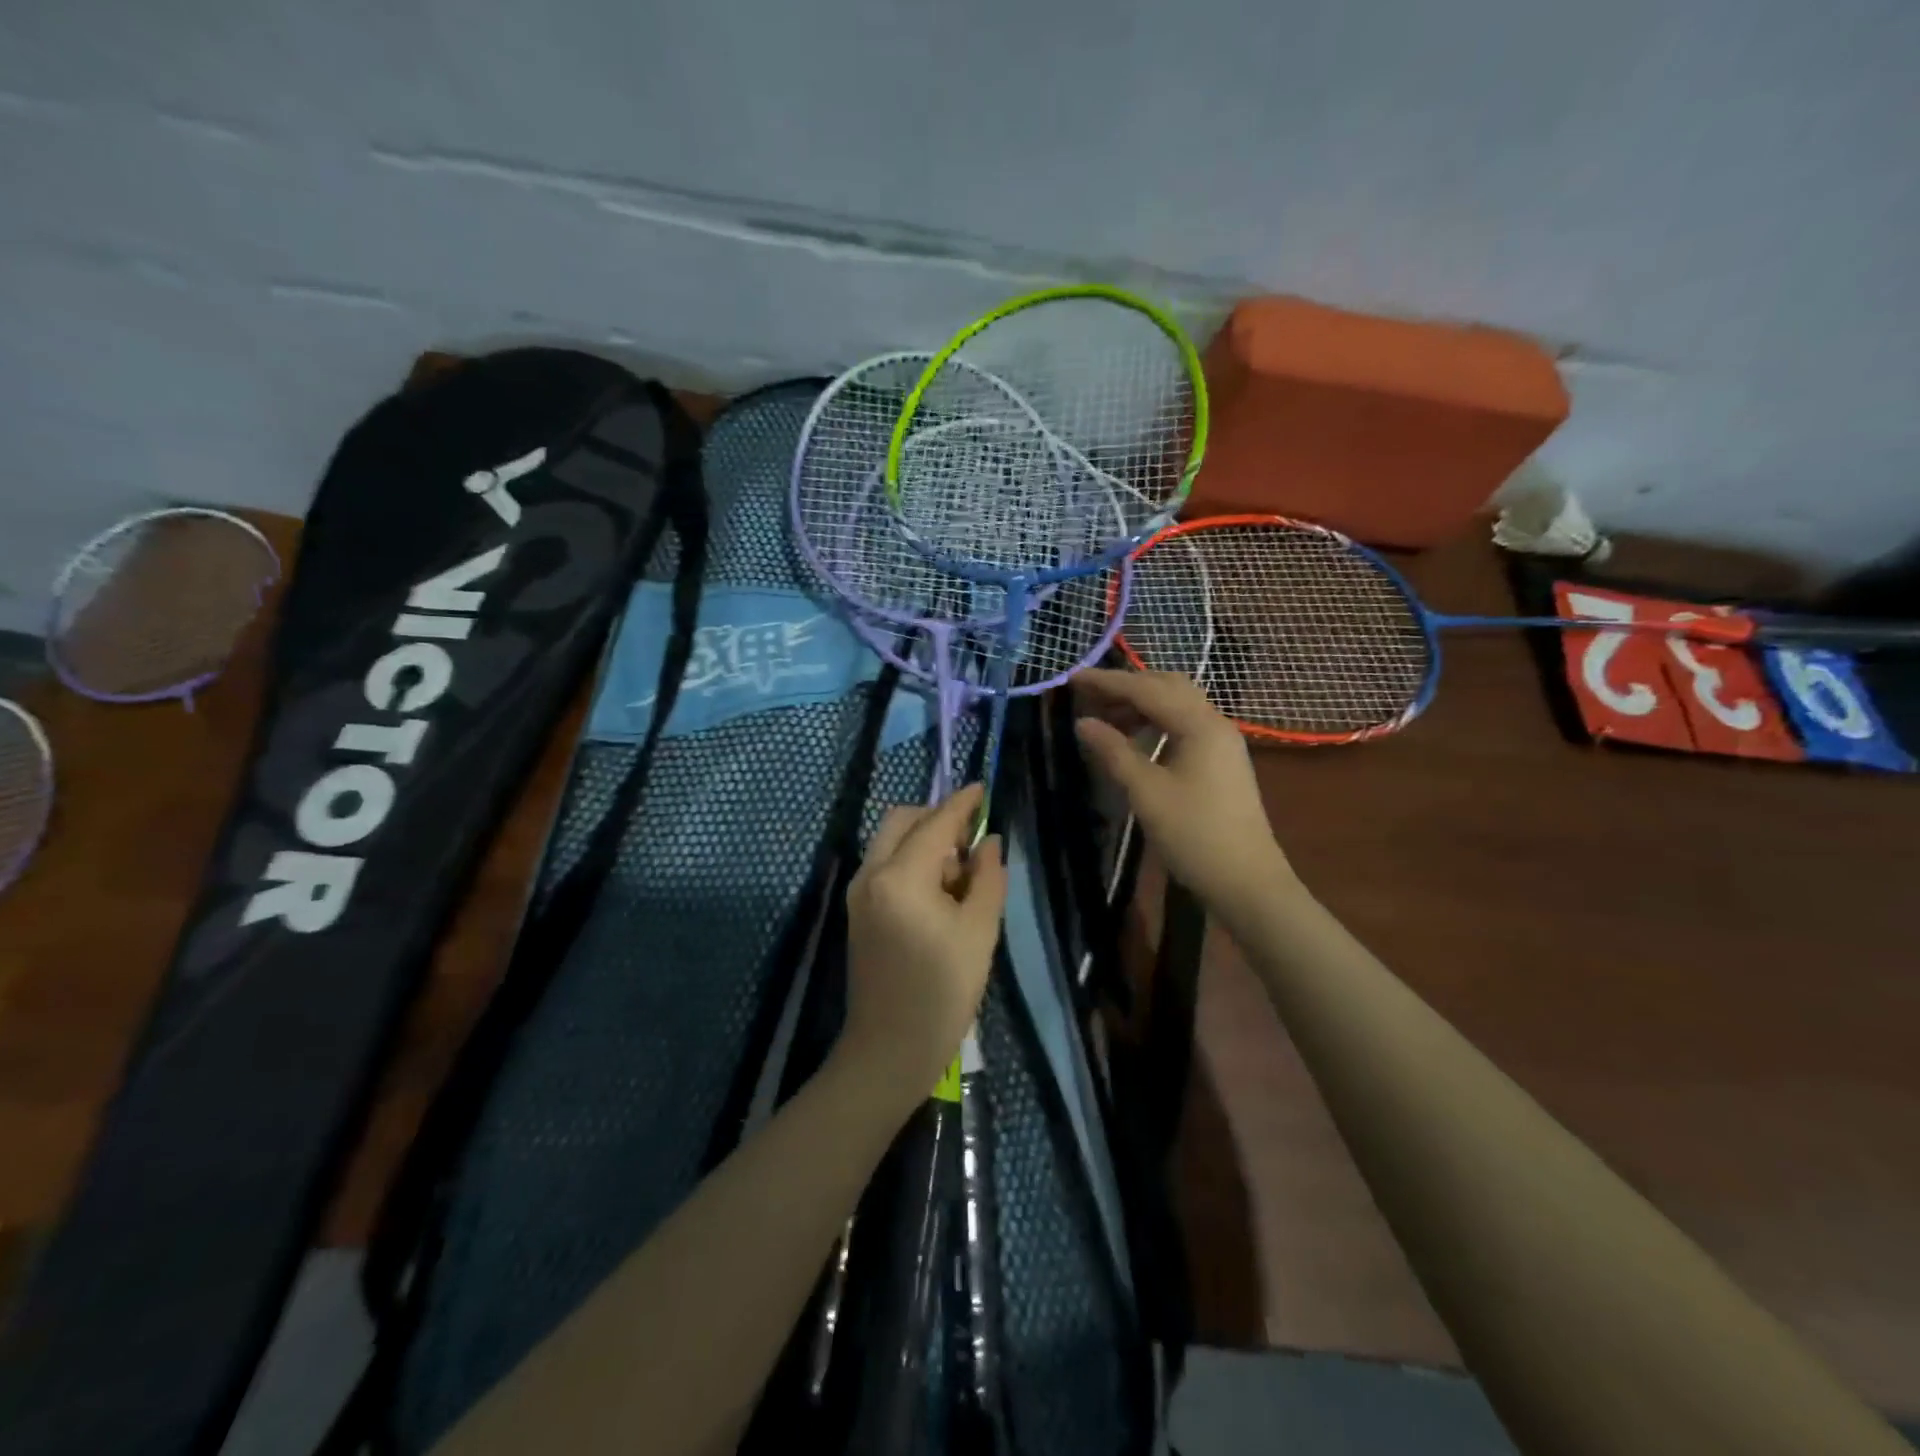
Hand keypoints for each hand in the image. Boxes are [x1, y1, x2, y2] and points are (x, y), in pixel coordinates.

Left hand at [840, 784, 1007, 1111]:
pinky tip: (938, 893)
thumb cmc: (942, 993)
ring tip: (960, 876)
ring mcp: (858, 893)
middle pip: (902, 821)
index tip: (981, 788)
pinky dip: (910, 862)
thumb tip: (988, 842)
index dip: (961, 804)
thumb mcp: (979, 932)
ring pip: (890, 842)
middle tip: (971, 841)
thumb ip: (988, 878)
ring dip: (923, 841)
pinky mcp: (857, 911)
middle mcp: (871, 874)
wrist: (888, 1050)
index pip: (935, 824)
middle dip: (936, 819)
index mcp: (901, 877)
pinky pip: (884, 866)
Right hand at [1074, 669, 1294, 913]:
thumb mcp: (1146, 792)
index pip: (1146, 689)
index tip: (1072, 678)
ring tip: (1105, 718)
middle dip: (1126, 686)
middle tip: (1088, 695)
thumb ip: (1114, 751)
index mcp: (1200, 724)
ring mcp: (1222, 742)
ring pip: (1177, 705)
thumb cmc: (1194, 834)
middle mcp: (1215, 723)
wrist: (1247, 881)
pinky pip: (1185, 725)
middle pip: (1167, 686)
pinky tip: (1135, 739)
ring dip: (1141, 704)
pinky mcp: (1221, 761)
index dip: (1107, 681)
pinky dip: (1156, 722)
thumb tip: (1083, 723)